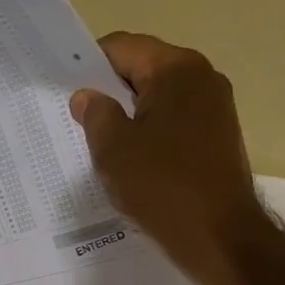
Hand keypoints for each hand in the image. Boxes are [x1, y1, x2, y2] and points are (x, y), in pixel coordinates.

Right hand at [71, 31, 267, 282]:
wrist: (219, 237)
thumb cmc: (161, 186)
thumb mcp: (113, 149)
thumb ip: (95, 114)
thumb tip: (87, 96)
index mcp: (176, 69)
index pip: (122, 48)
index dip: (88, 65)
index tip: (64, 89)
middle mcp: (202, 77)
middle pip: (143, 70)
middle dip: (109, 91)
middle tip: (75, 119)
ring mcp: (215, 108)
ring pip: (158, 99)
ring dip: (129, 116)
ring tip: (99, 144)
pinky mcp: (218, 137)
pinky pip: (174, 123)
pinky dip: (149, 134)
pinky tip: (130, 161)